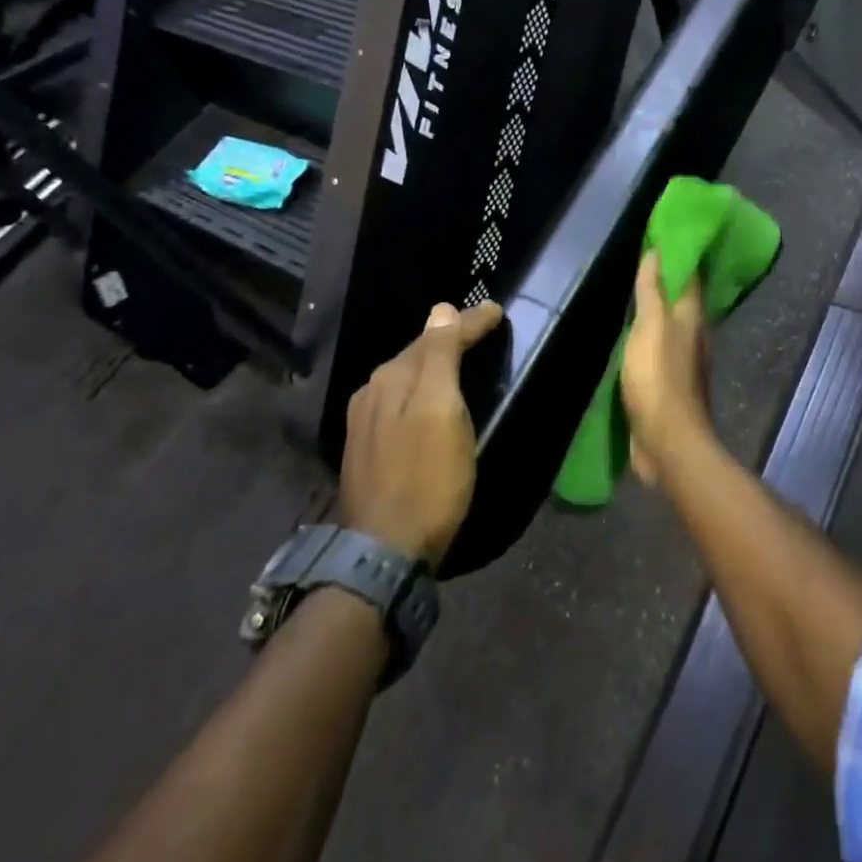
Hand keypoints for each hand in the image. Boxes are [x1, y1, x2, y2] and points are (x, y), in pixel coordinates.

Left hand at [339, 301, 502, 563]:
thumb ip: (440, 357)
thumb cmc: (427, 479)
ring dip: (433, 363)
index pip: (436, 334)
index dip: (469, 322)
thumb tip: (441, 309)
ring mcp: (364, 421)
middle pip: (418, 352)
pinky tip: (429, 398)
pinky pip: (398, 400)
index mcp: (393, 377)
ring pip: (406, 376)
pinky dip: (420, 388)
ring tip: (461, 359)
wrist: (384, 552)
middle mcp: (372, 390)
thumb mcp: (441, 412)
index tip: (497, 311)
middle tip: (482, 330)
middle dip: (449, 337)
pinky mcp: (365, 448)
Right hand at [620, 252, 714, 485]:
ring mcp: (684, 361)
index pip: (691, 275)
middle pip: (683, 299)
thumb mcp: (651, 327)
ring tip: (639, 291)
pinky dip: (651, 334)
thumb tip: (657, 250)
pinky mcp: (670, 383)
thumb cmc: (658, 379)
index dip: (680, 254)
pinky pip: (661, 348)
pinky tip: (637, 334)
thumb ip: (652, 291)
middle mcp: (694, 335)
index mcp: (693, 318)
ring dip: (660, 307)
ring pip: (672, 324)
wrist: (668, 442)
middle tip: (648, 257)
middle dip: (670, 279)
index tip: (666, 233)